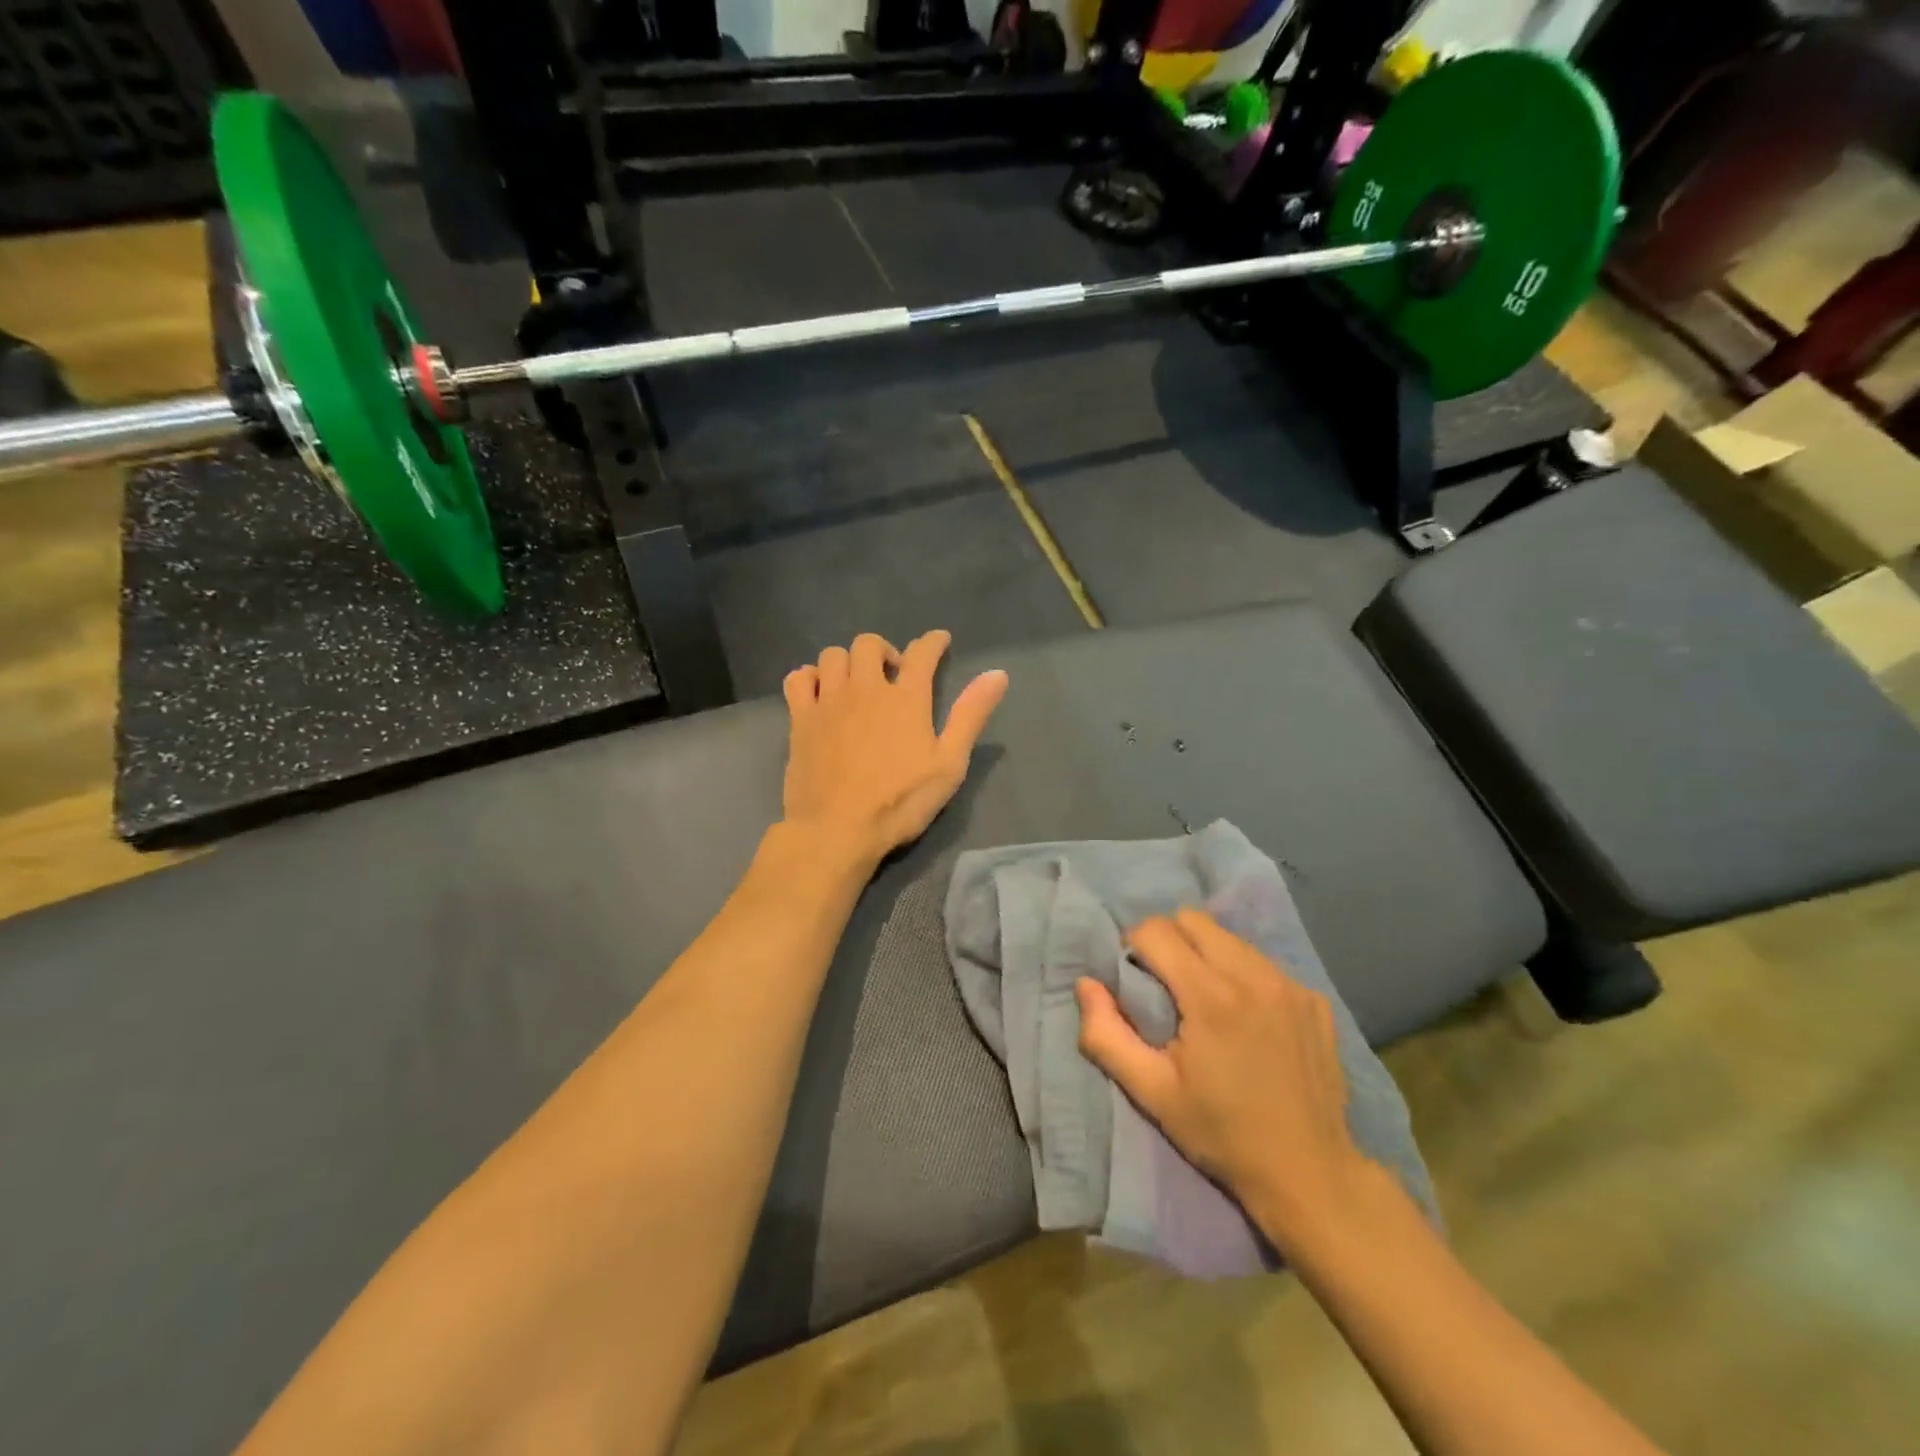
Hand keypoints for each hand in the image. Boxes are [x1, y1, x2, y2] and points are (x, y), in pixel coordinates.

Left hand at [781, 631, 1007, 867]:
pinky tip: (819, 693)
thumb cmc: (899, 803)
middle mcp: (865, 688)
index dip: (933, 642)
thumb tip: (998, 674)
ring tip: (856, 683)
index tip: (939, 641)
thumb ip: (970, 716)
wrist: (836, 830)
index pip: (922, 653)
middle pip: (869, 644)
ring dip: (848, 661)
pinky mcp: (801, 719)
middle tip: (892, 674)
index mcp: (906, 698)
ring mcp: (829, 701)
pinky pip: (798, 678)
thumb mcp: (949, 764)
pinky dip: (810, 677)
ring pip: (832, 656)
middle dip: (884, 650)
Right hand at [1075, 908, 1379, 1254]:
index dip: (1134, 948)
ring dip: (1206, 954)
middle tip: (1165, 985)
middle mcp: (1254, 976)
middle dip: (1168, 941)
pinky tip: (1247, 1020)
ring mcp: (1290, 985)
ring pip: (1230, 937)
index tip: (1134, 982)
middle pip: (1193, 919)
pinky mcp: (1314, 1000)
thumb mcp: (1152, 1092)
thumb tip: (1085, 984)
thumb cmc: (1221, 1133)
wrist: (1309, 1174)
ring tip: (1204, 1000)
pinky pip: (1264, 964)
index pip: (1156, 930)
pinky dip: (1243, 976)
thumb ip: (1106, 1035)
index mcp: (1211, 996)